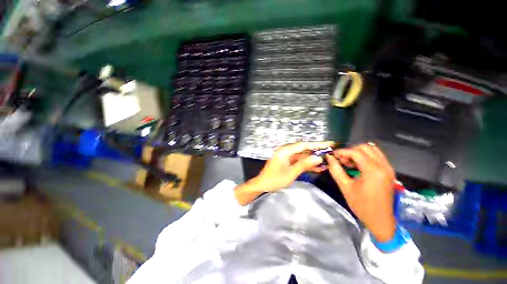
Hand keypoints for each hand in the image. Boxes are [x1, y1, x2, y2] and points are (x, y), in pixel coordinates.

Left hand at [234, 141, 333, 204]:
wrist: (263, 185)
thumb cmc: (275, 179)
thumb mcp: (291, 173)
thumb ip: (304, 164)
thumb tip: (318, 158)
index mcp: (285, 151)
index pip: (303, 145)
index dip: (317, 144)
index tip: (329, 143)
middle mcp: (286, 151)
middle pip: (303, 149)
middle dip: (316, 151)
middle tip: (330, 152)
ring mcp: (286, 157)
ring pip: (302, 156)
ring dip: (313, 159)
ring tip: (327, 161)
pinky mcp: (287, 162)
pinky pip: (299, 161)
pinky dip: (307, 164)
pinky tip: (317, 167)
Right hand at [325, 143, 396, 241]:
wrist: (380, 220)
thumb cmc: (362, 205)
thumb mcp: (345, 187)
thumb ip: (335, 170)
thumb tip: (329, 157)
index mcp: (373, 170)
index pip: (356, 152)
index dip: (342, 152)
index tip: (333, 156)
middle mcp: (383, 166)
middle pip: (366, 147)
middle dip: (351, 151)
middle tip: (342, 160)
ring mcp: (388, 168)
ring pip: (372, 150)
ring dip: (359, 153)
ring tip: (349, 163)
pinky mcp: (389, 171)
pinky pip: (377, 156)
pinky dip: (365, 157)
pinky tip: (358, 166)